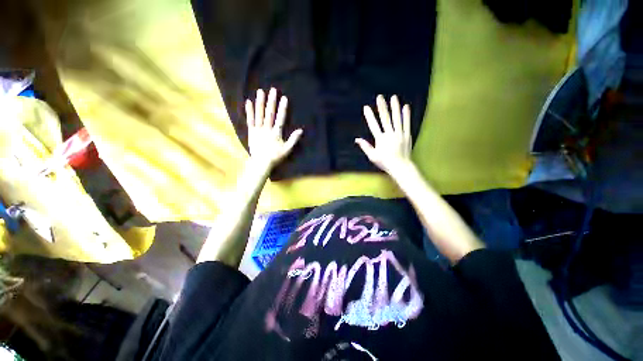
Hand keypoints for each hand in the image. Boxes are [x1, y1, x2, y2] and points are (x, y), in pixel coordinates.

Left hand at [246, 88, 302, 168]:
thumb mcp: (287, 149)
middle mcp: (267, 129)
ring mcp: (258, 129)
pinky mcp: (251, 131)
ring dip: (260, 102)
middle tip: (272, 90)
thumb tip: (300, 130)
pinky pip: (250, 120)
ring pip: (259, 114)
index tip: (284, 98)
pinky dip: (249, 111)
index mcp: (276, 133)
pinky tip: (248, 102)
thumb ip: (293, 139)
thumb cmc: (275, 156)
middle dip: (271, 101)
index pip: (280, 118)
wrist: (261, 162)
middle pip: (269, 113)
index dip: (282, 108)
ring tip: (260, 91)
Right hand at [355, 95, 413, 176]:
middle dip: (382, 107)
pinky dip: (406, 115)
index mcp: (380, 139)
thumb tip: (357, 139)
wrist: (400, 166)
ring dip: (395, 107)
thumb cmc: (385, 162)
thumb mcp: (372, 156)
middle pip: (385, 118)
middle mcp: (390, 134)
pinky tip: (406, 107)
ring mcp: (399, 134)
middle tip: (380, 97)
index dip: (369, 116)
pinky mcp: (407, 135)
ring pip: (396, 118)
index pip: (373, 125)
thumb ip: (365, 146)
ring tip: (393, 97)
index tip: (366, 107)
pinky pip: (406, 123)